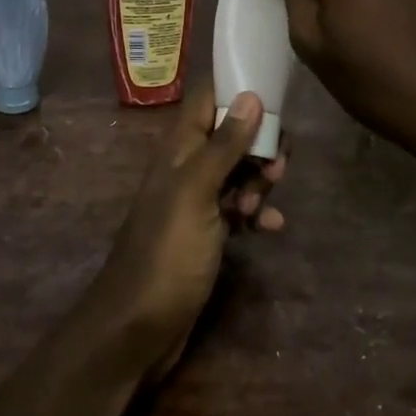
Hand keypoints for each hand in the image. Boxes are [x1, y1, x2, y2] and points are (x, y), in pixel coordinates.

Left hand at [94, 81, 287, 384]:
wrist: (139, 326)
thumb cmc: (167, 253)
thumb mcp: (197, 193)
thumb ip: (223, 145)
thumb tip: (250, 95)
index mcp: (179, 148)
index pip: (208, 98)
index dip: (239, 89)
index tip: (276, 95)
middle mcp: (187, 167)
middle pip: (231, 134)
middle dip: (260, 144)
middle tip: (275, 169)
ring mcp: (198, 200)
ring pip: (239, 171)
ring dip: (259, 181)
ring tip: (262, 206)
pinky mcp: (208, 231)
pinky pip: (239, 208)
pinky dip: (257, 213)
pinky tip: (270, 228)